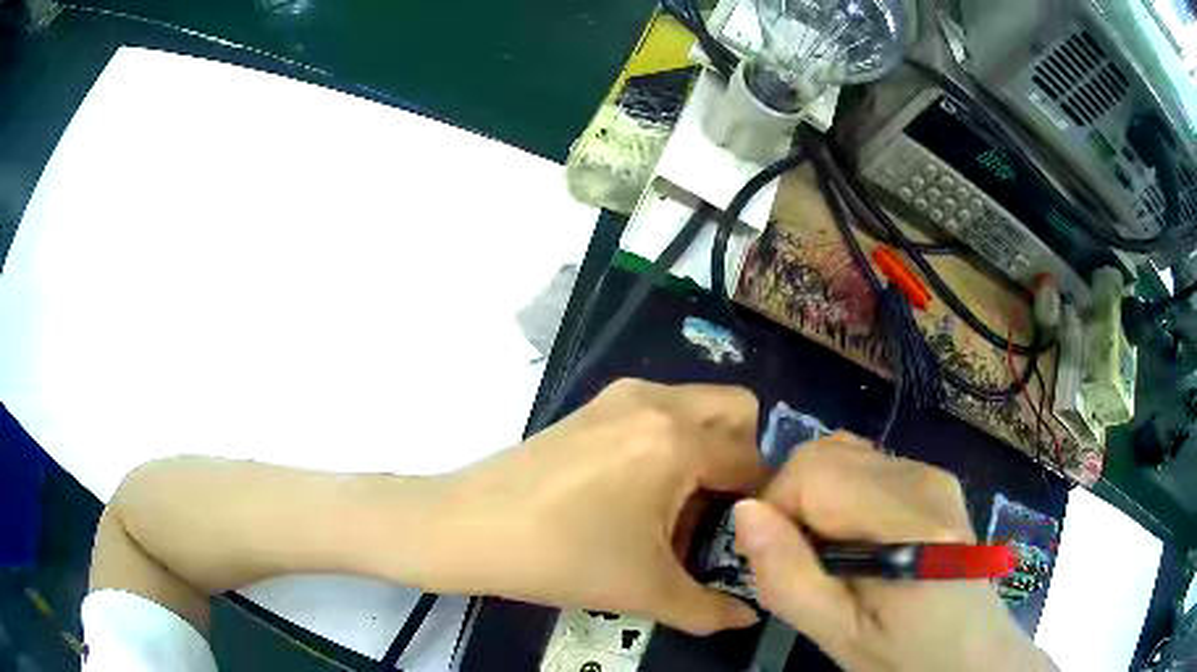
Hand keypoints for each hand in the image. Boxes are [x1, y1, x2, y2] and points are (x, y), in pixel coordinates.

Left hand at [428, 379, 767, 634]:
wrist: (468, 527)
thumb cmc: (562, 558)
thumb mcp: (645, 591)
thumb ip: (711, 609)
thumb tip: (750, 617)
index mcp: (677, 440)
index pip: (752, 462)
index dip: (759, 504)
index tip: (744, 537)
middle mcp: (656, 401)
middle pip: (736, 409)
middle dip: (741, 458)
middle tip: (715, 512)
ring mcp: (620, 396)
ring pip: (696, 407)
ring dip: (704, 449)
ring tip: (673, 509)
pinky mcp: (592, 405)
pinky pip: (658, 411)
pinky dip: (668, 442)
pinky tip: (636, 493)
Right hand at [733, 433, 1056, 671]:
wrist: (970, 650)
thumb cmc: (905, 655)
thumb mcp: (838, 635)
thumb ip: (789, 578)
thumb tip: (745, 510)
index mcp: (909, 521)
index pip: (814, 471)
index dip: (777, 508)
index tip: (776, 559)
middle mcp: (924, 479)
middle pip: (826, 454)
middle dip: (792, 502)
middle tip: (800, 561)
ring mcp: (932, 473)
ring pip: (842, 455)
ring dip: (815, 499)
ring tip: (828, 555)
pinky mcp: (933, 478)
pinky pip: (865, 465)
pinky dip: (840, 496)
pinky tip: (855, 541)